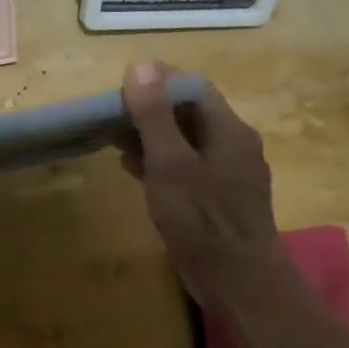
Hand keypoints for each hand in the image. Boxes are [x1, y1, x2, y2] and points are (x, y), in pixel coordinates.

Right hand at [118, 60, 291, 311]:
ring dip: (151, 136)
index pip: (192, 87)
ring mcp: (229, 174)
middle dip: (148, 109)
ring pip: (186, 141)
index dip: (156, 80)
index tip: (118, 87)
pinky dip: (159, 161)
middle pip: (189, 113)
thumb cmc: (202, 220)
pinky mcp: (218, 199)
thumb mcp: (170, 164)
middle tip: (109, 115)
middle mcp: (234, 145)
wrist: (238, 281)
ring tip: (113, 140)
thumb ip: (154, 116)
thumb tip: (139, 66)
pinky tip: (132, 169)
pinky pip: (186, 167)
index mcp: (229, 130)